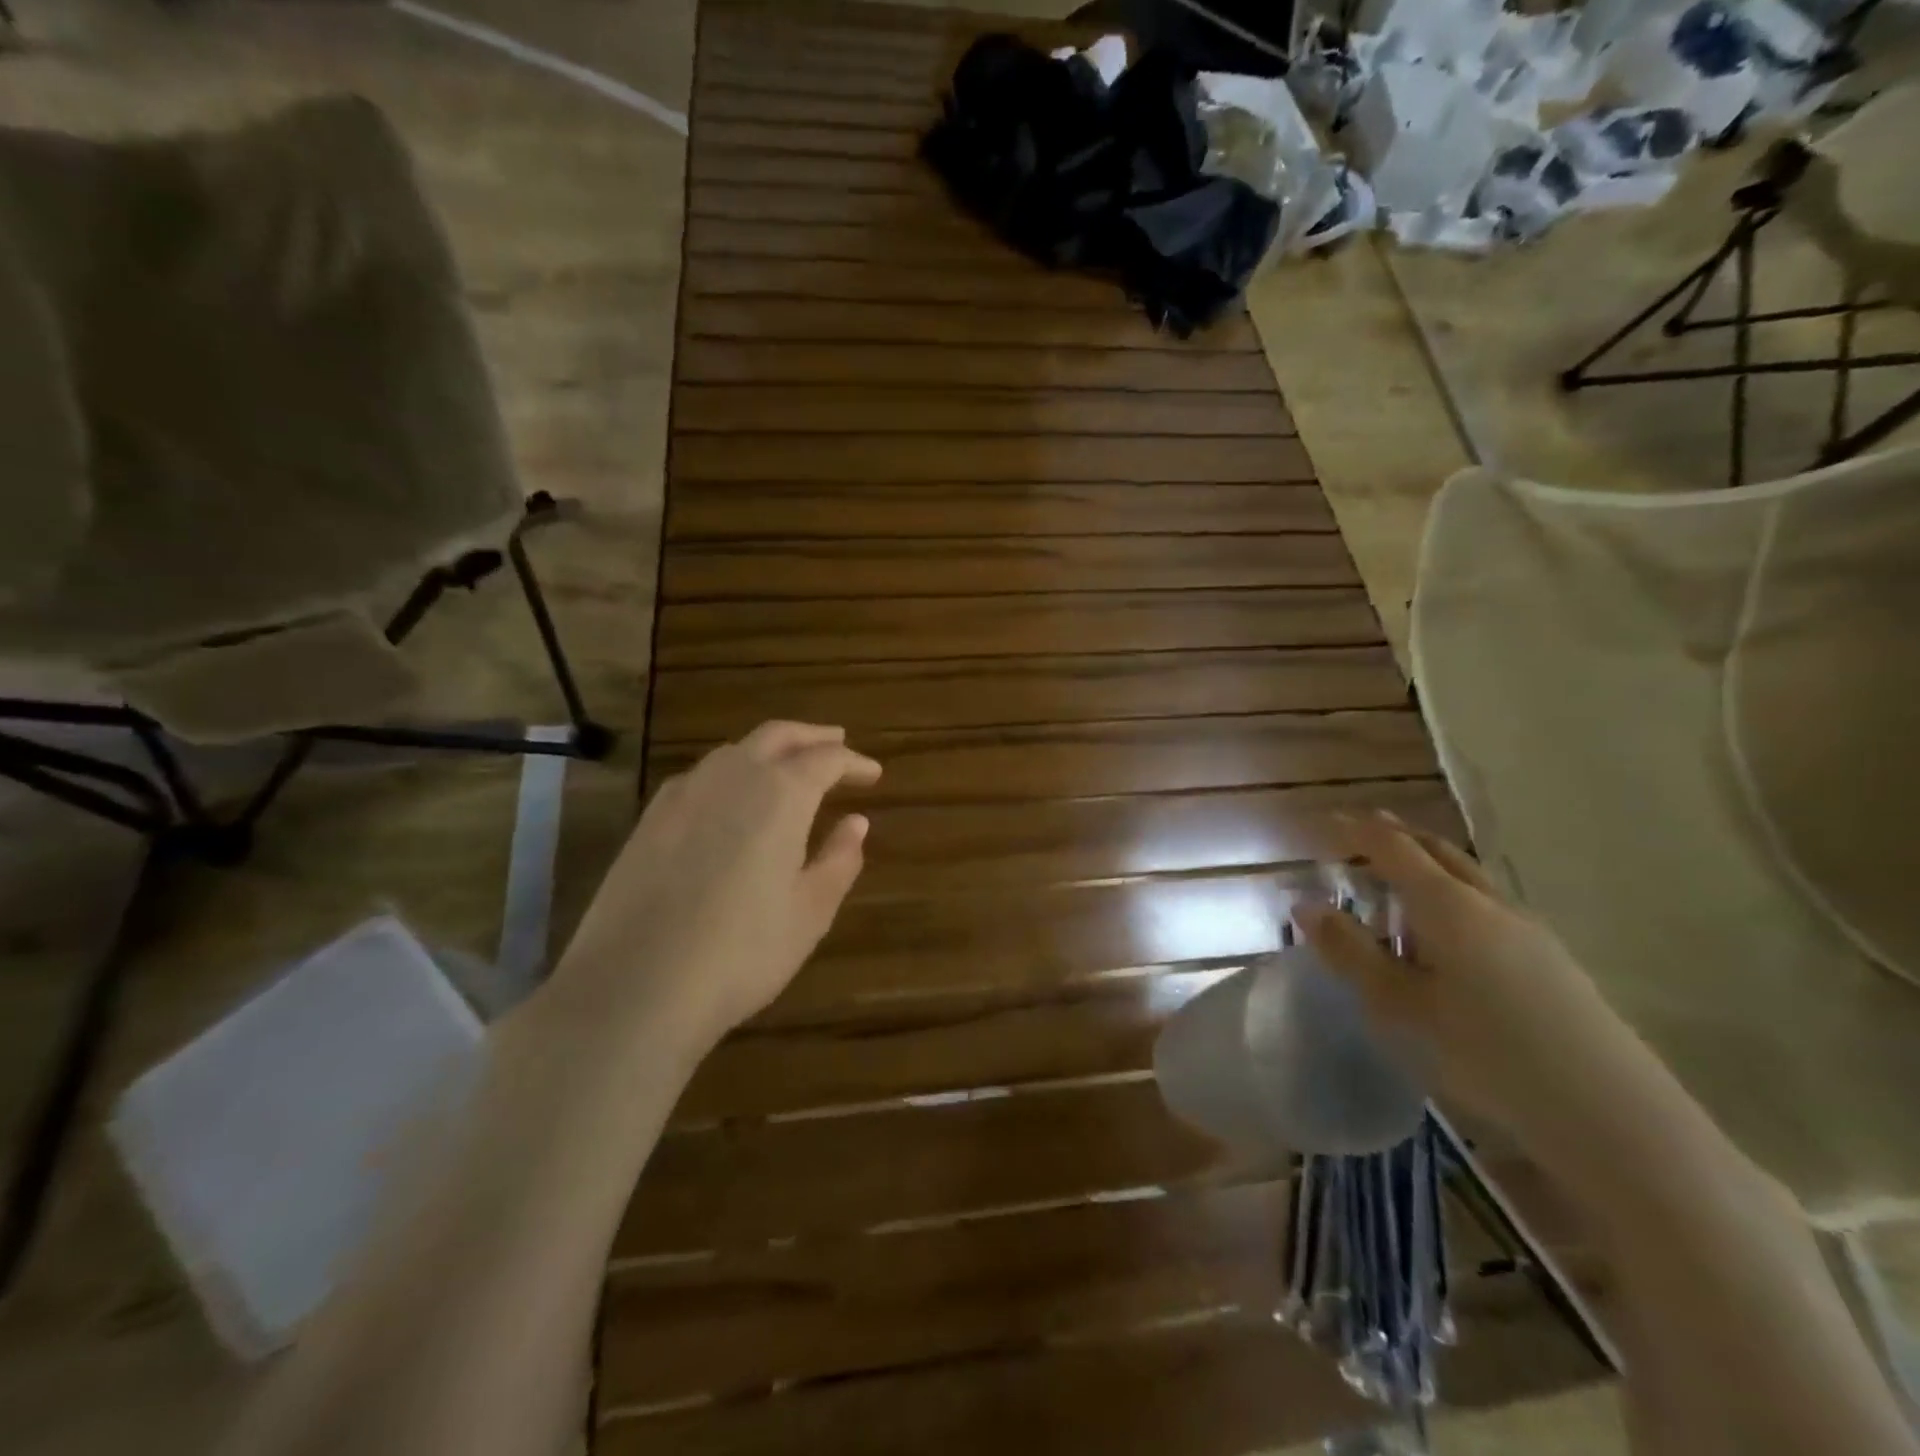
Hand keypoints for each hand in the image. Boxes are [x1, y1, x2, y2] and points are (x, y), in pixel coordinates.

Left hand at [550, 721, 879, 1049]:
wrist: (634, 986)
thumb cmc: (742, 951)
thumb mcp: (809, 912)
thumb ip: (839, 860)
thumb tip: (856, 823)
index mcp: (780, 793)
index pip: (826, 759)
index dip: (854, 762)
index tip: (873, 773)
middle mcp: (731, 777)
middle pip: (777, 735)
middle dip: (812, 736)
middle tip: (838, 742)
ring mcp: (683, 794)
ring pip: (735, 751)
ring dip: (769, 750)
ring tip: (788, 768)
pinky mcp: (649, 819)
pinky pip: (701, 776)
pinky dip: (731, 772)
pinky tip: (732, 799)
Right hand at [1294, 812, 1645, 1146]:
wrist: (1609, 1114)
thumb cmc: (1486, 1052)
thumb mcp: (1400, 1005)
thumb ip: (1350, 952)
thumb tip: (1305, 905)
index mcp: (1447, 905)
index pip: (1393, 848)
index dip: (1357, 830)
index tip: (1327, 820)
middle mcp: (1488, 903)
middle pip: (1437, 851)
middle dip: (1397, 837)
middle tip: (1362, 833)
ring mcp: (1527, 930)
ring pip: (1467, 877)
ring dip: (1428, 865)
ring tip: (1398, 878)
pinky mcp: (1550, 959)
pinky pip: (1487, 904)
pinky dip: (1453, 895)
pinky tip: (1447, 931)